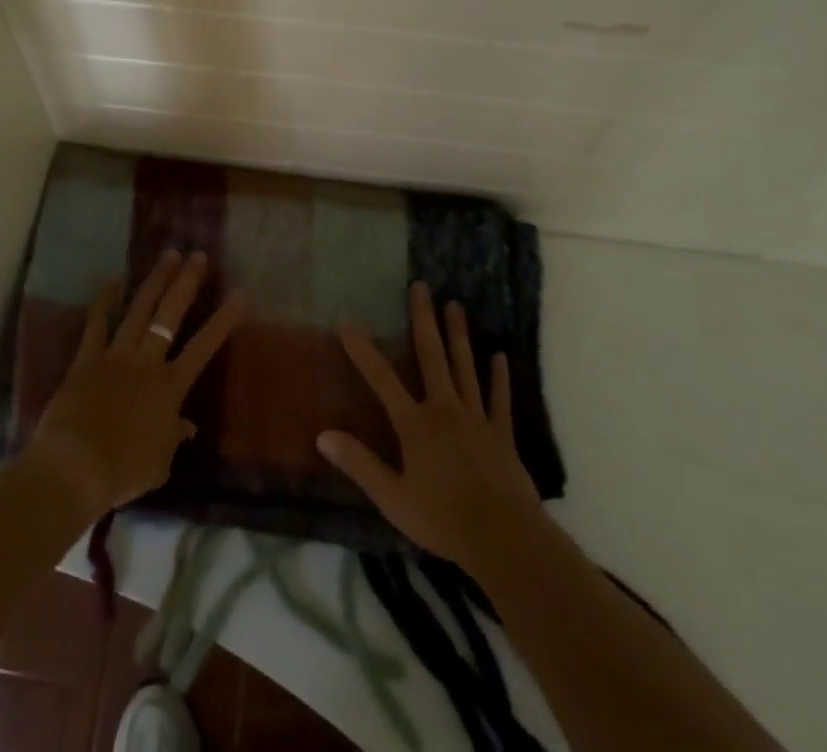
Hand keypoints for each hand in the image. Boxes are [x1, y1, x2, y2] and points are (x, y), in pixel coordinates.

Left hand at [26, 249, 244, 522]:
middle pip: (171, 315)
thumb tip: (187, 426)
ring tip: (168, 255)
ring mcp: (116, 356)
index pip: (204, 347)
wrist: (75, 468)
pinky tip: (112, 280)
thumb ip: (173, 437)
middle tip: (198, 255)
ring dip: (155, 281)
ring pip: (140, 310)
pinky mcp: (87, 359)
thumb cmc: (123, 471)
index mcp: (170, 387)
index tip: (240, 293)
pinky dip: (104, 301)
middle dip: (187, 283)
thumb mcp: (160, 462)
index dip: (223, 320)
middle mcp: (147, 362)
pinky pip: (96, 324)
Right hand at [319, 282, 544, 573]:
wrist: (504, 539)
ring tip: (455, 305)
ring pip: (465, 367)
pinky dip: (499, 376)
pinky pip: (499, 398)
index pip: (381, 378)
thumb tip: (322, 435)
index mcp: (414, 424)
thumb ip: (359, 464)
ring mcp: (476, 418)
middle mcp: (444, 409)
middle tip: (421, 286)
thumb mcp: (392, 498)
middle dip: (424, 319)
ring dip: (459, 335)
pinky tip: (500, 355)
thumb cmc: (442, 520)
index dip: (362, 349)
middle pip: (431, 356)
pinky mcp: (502, 433)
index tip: (347, 321)